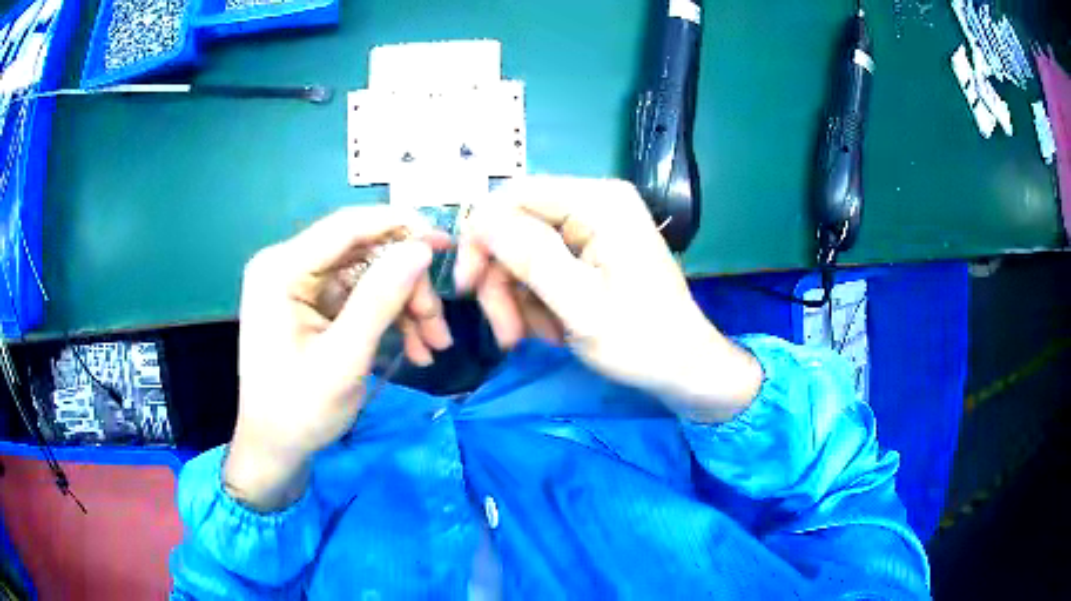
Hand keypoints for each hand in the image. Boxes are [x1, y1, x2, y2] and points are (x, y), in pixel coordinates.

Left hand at [225, 207, 451, 510]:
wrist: (274, 447)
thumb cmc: (300, 410)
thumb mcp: (344, 359)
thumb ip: (380, 300)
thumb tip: (421, 248)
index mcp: (281, 269)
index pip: (347, 226)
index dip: (400, 226)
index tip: (446, 241)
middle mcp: (288, 265)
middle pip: (363, 253)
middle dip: (407, 286)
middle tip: (439, 327)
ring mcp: (300, 285)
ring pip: (369, 276)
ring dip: (405, 307)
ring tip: (432, 346)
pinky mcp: (312, 304)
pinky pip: (360, 297)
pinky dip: (389, 319)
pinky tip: (414, 348)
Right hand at [454, 176, 761, 422]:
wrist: (684, 370)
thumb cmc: (641, 342)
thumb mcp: (581, 305)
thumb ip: (531, 258)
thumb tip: (480, 220)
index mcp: (598, 202)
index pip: (514, 196)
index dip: (481, 237)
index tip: (467, 288)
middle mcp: (595, 203)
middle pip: (516, 226)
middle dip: (502, 280)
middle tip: (506, 332)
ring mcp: (594, 228)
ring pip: (524, 251)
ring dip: (517, 298)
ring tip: (532, 338)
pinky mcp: (592, 251)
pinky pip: (543, 267)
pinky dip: (536, 301)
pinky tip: (551, 330)